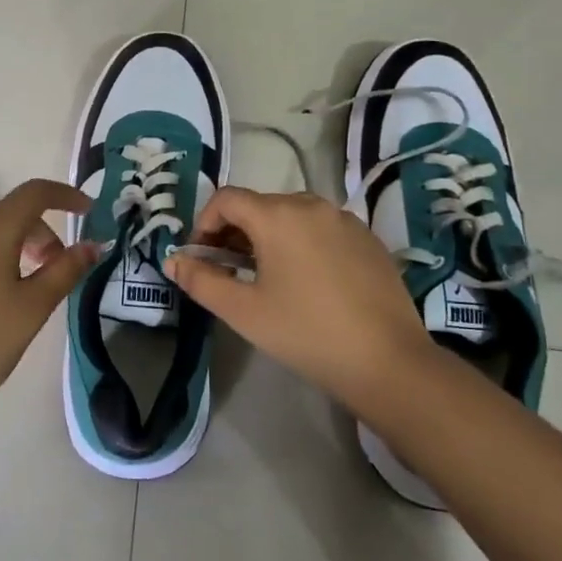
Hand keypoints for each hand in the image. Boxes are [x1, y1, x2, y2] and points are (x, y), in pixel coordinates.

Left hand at [0, 179, 97, 420]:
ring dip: (7, 240)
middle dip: (40, 233)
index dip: (65, 196)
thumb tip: (93, 244)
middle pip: (11, 212)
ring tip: (19, 275)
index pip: (36, 193)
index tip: (87, 211)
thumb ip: (66, 270)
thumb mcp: (33, 308)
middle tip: (55, 269)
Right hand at [164, 187, 432, 407]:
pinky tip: (306, 282)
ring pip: (291, 215)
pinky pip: (321, 229)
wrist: (388, 362)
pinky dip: (301, 243)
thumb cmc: (305, 333)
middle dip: (234, 232)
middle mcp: (311, 205)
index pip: (226, 199)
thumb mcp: (243, 311)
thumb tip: (173, 260)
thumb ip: (201, 281)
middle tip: (227, 271)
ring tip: (265, 277)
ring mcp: (345, 220)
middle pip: (259, 205)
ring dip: (267, 237)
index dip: (204, 223)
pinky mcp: (367, 239)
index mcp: (278, 215)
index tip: (200, 258)